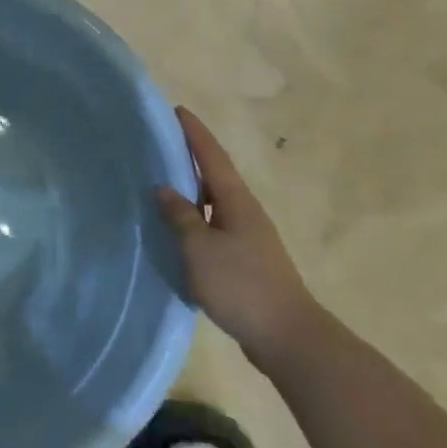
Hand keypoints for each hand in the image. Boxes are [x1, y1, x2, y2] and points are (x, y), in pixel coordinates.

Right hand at [156, 107, 318, 367]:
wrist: (287, 337)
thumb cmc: (242, 284)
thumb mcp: (200, 248)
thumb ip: (180, 216)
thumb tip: (163, 188)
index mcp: (236, 201)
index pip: (212, 157)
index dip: (194, 133)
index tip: (177, 110)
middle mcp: (245, 212)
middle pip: (215, 176)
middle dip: (190, 158)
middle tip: (159, 145)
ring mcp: (247, 238)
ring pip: (213, 204)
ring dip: (190, 191)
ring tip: (160, 184)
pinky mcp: (245, 261)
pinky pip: (213, 228)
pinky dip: (194, 220)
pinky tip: (176, 231)